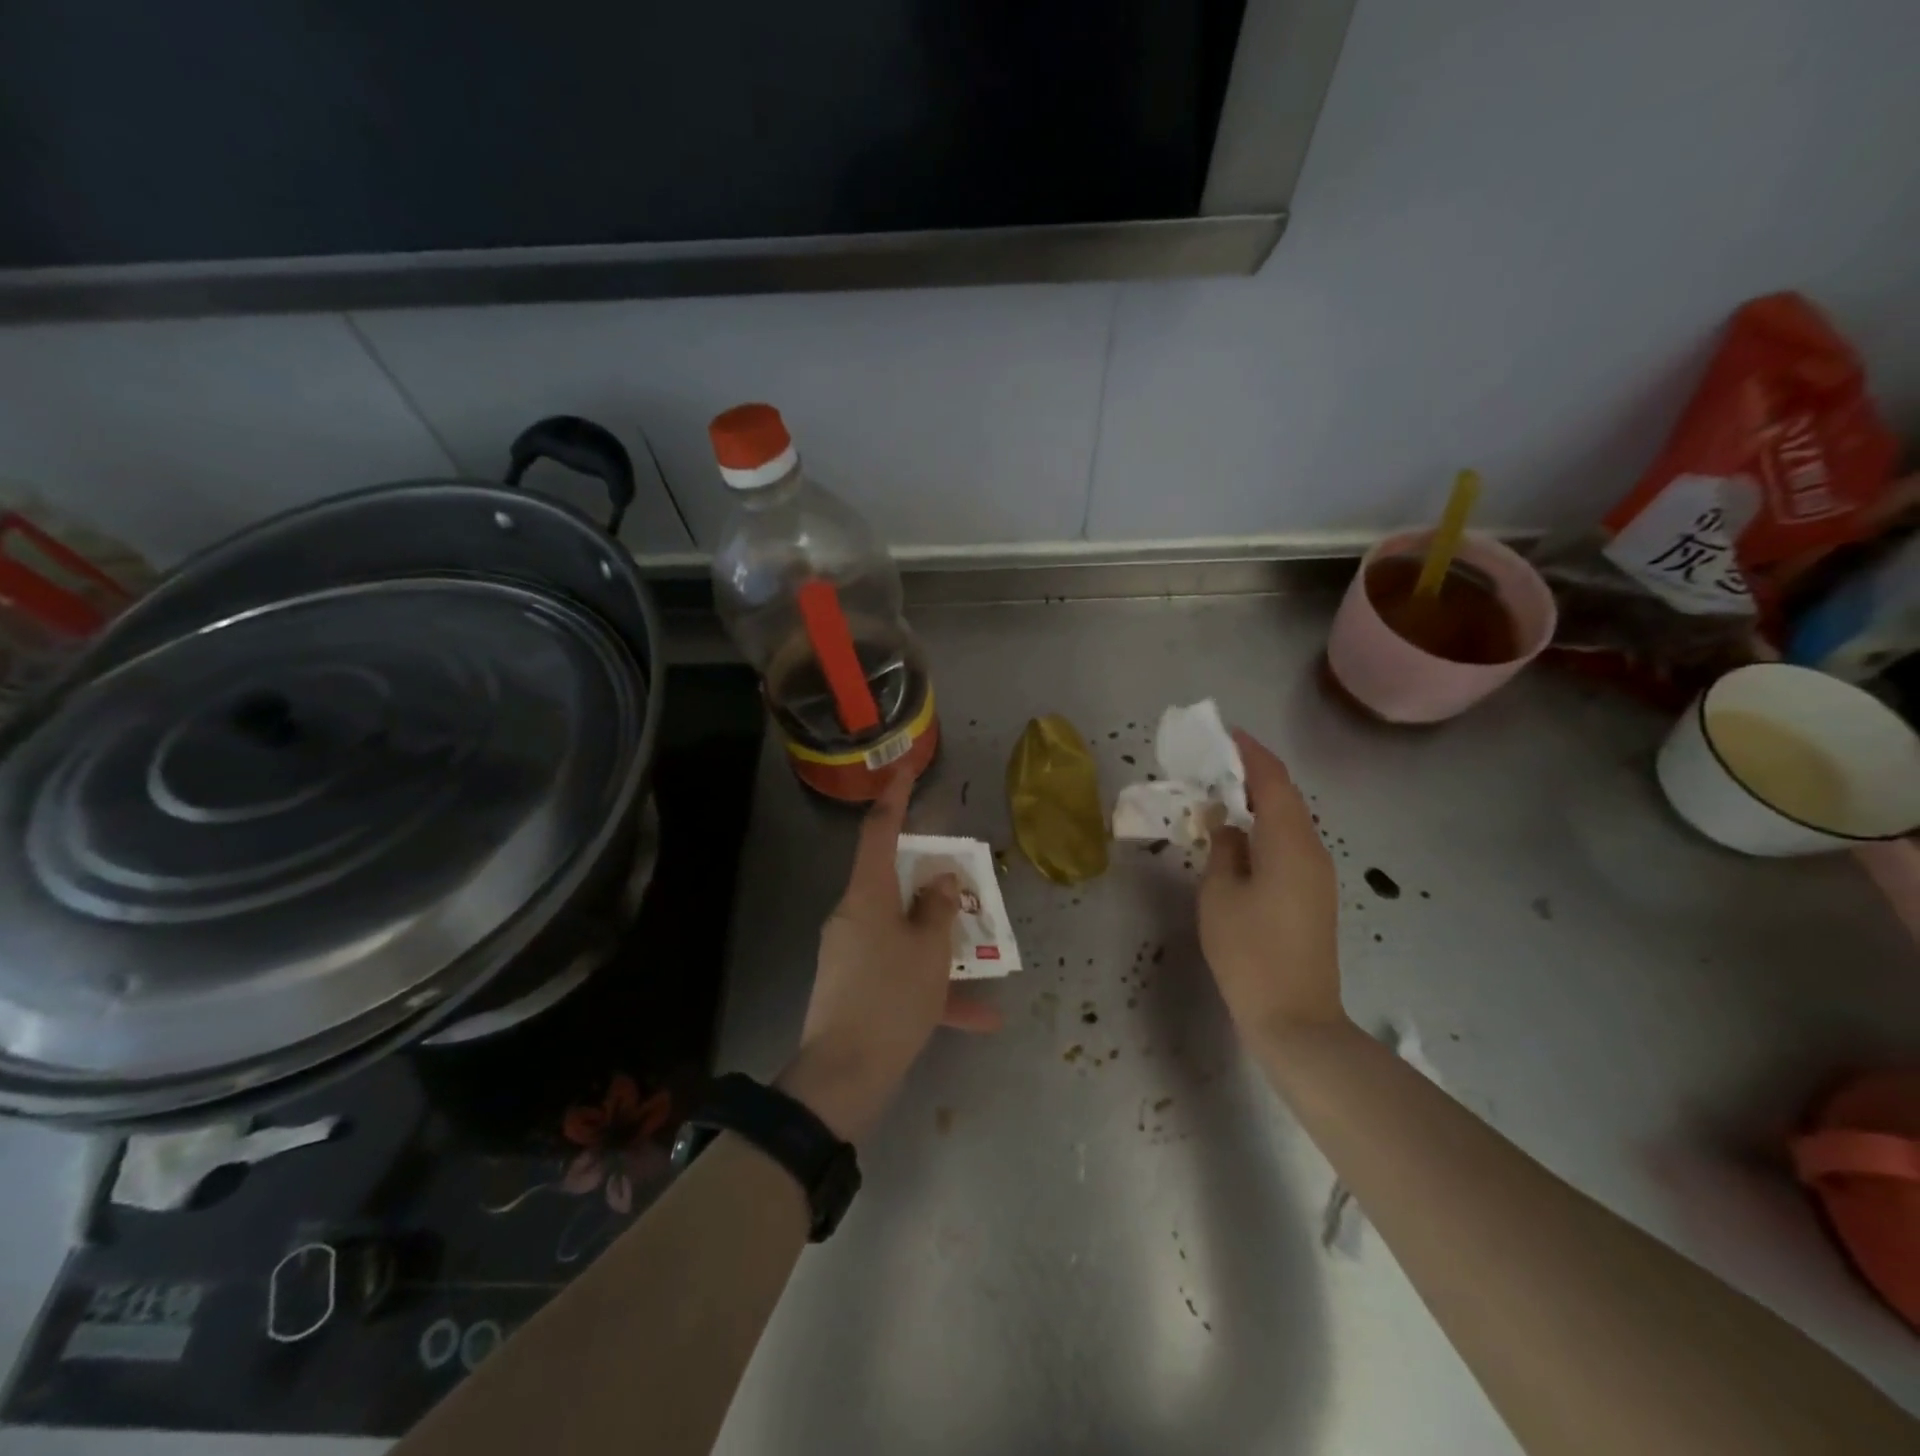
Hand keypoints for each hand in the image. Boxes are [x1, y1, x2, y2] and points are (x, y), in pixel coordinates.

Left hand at [779, 774, 1000, 1142]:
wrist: (844, 1077)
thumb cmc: (891, 999)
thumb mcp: (928, 951)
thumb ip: (940, 910)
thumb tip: (942, 881)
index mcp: (866, 897)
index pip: (879, 832)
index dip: (895, 798)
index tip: (906, 770)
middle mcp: (854, 917)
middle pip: (894, 884)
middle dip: (931, 883)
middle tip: (963, 884)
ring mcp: (852, 953)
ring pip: (904, 933)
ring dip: (940, 943)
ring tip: (983, 957)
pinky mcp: (856, 987)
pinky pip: (901, 974)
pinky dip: (934, 988)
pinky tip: (980, 1017)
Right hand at [1198, 730, 1346, 1046]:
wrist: (1294, 1017)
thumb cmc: (1249, 952)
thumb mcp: (1220, 894)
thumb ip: (1223, 849)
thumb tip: (1227, 824)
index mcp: (1289, 843)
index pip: (1273, 781)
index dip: (1251, 753)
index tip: (1226, 734)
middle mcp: (1312, 851)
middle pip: (1286, 798)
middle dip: (1254, 774)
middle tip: (1215, 763)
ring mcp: (1318, 876)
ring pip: (1289, 822)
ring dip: (1260, 802)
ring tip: (1222, 793)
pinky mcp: (1313, 896)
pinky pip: (1290, 845)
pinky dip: (1266, 828)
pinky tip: (1240, 836)